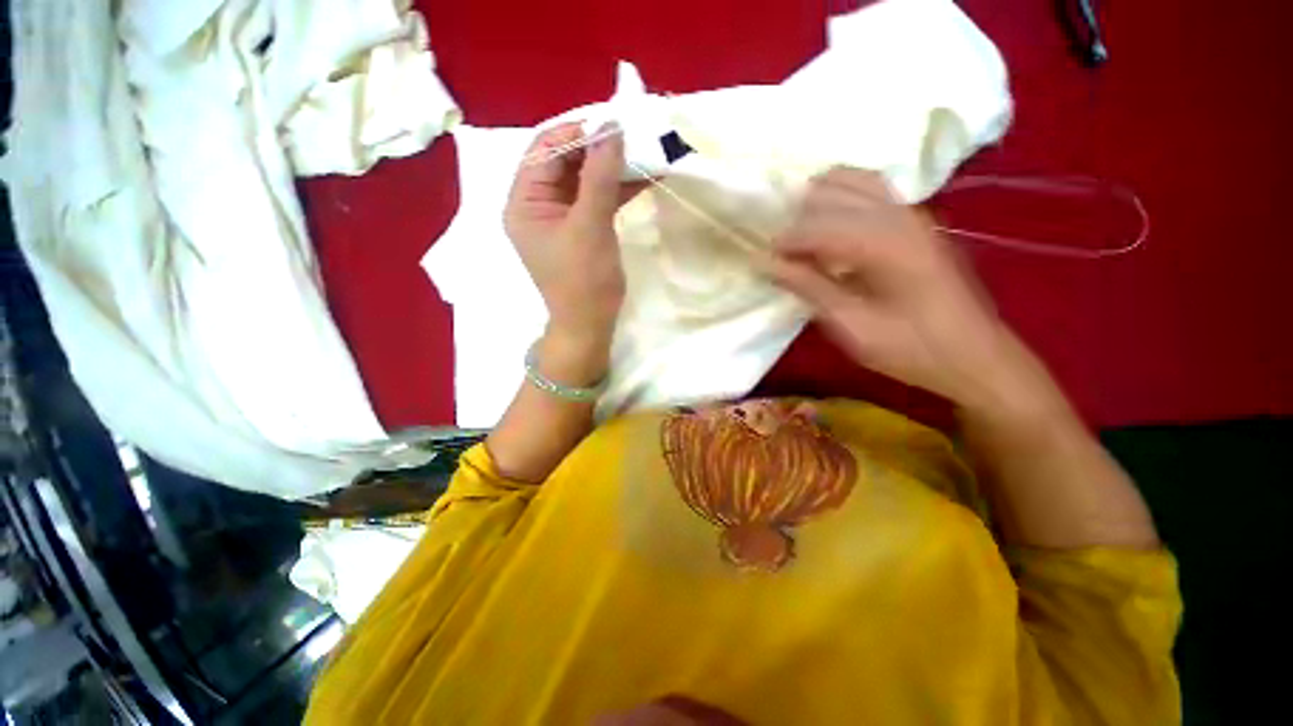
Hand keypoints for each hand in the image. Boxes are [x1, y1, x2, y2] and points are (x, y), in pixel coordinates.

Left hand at [504, 122, 639, 341]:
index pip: (544, 152)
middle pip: (565, 162)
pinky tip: (644, 177)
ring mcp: (561, 217)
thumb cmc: (583, 281)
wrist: (591, 324)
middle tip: (632, 135)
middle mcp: (538, 205)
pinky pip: (597, 199)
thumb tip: (611, 127)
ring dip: (612, 167)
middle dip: (598, 148)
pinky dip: (618, 188)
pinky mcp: (582, 228)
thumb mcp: (589, 227)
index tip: (611, 122)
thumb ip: (599, 176)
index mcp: (524, 202)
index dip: (576, 133)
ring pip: (585, 179)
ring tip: (643, 151)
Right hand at [768, 167, 1046, 412]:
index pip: (817, 225)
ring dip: (818, 202)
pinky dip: (840, 200)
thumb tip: (766, 263)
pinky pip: (869, 190)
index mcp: (884, 243)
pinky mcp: (915, 221)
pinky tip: (829, 227)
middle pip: (832, 191)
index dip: (784, 241)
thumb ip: (809, 287)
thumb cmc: (910, 348)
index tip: (763, 261)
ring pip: (852, 181)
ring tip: (799, 236)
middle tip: (780, 252)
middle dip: (798, 217)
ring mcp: (910, 212)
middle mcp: (898, 215)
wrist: (973, 355)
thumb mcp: (852, 325)